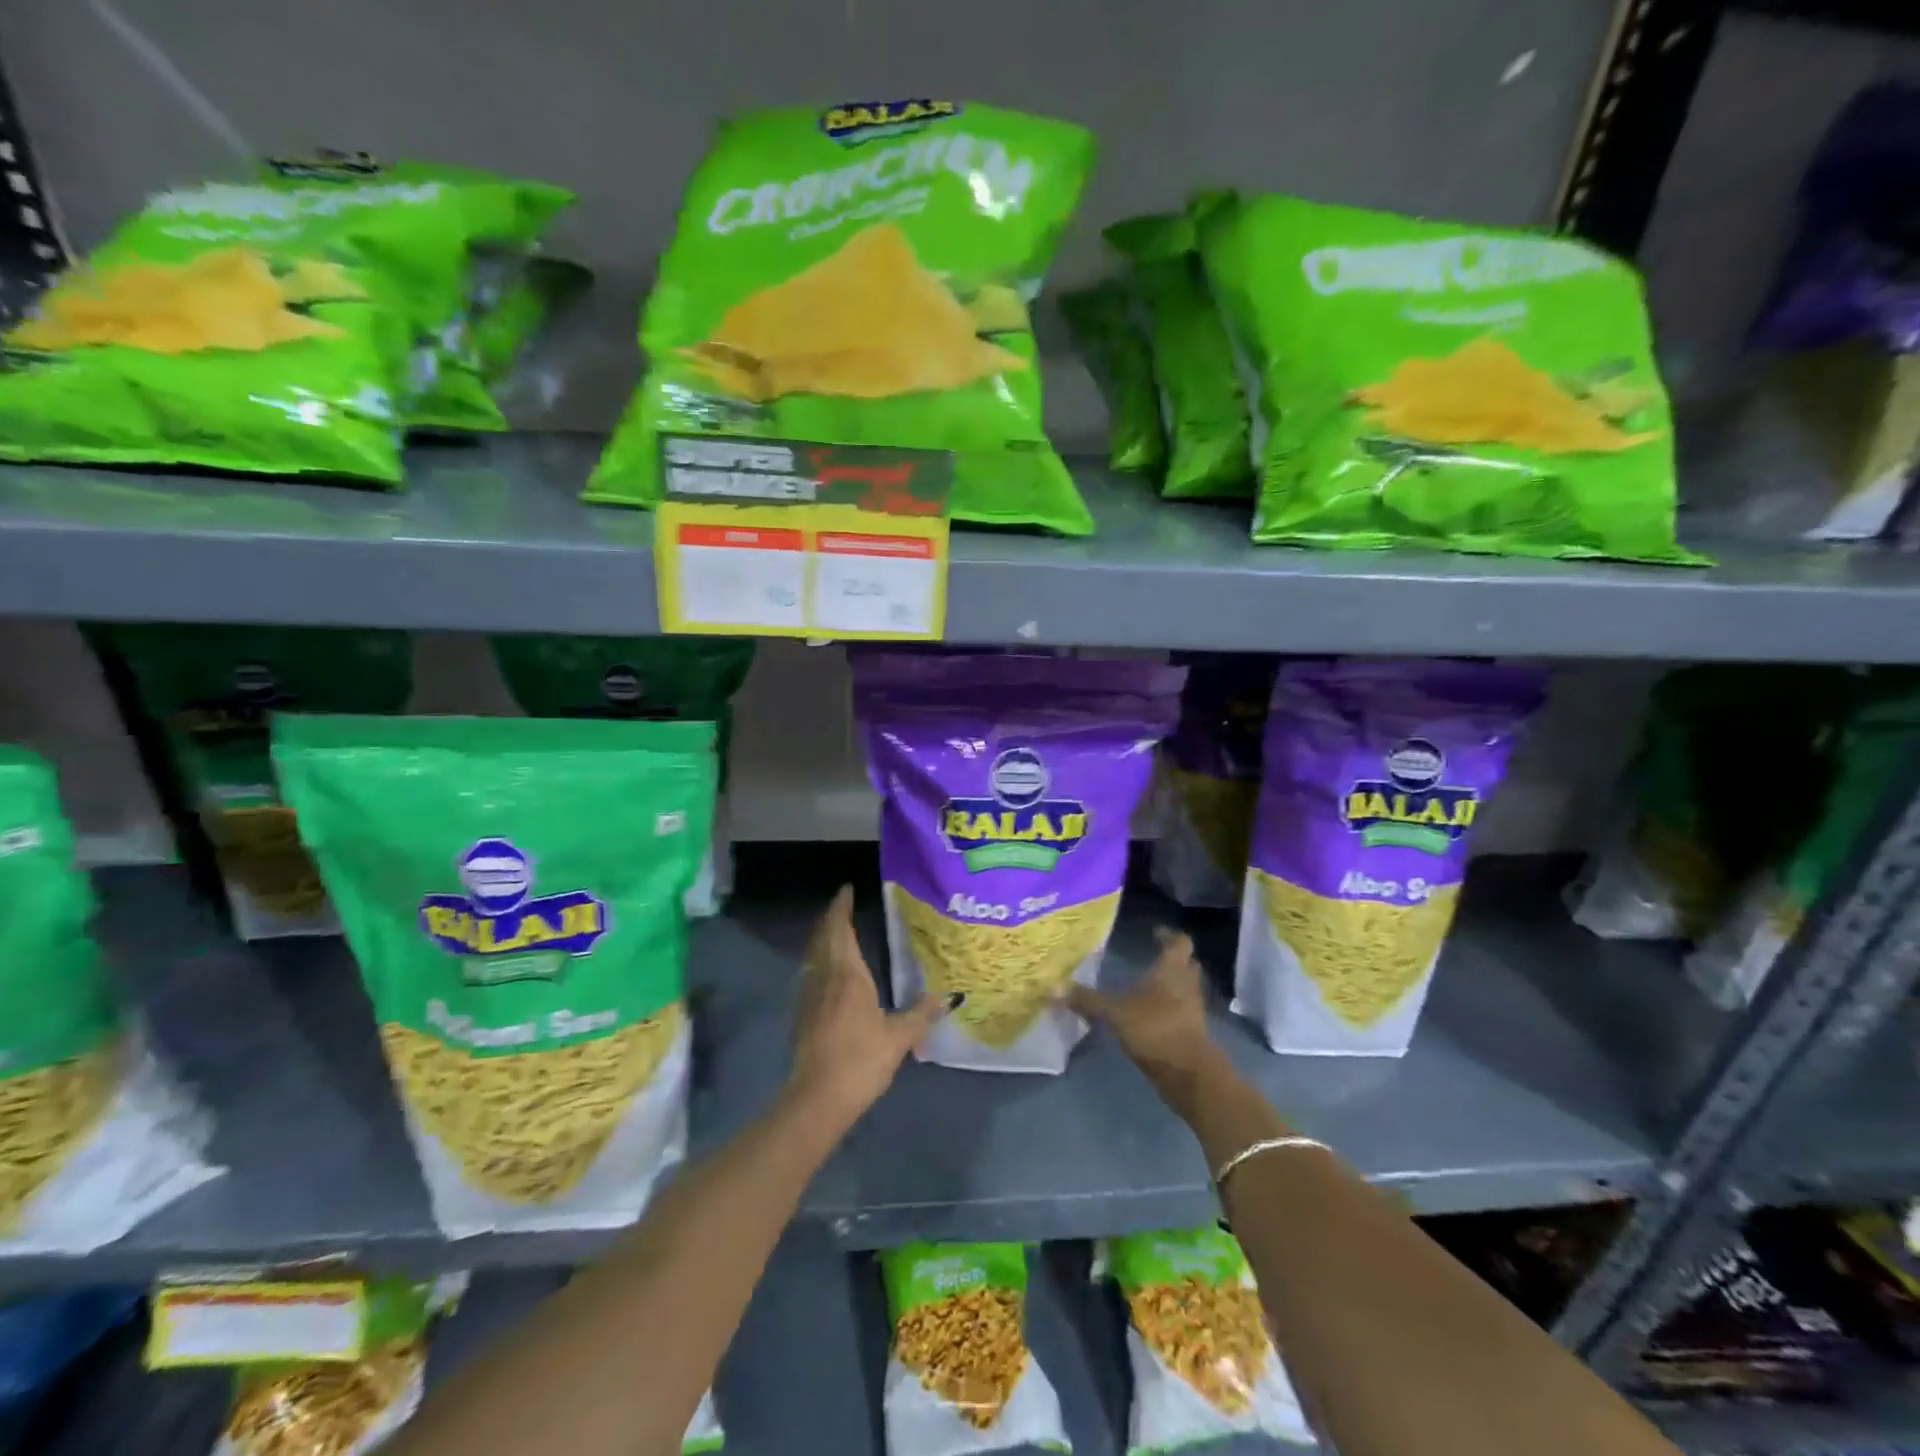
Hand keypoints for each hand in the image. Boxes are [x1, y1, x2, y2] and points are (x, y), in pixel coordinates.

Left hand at [788, 886, 948, 1130]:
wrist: (817, 1099)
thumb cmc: (860, 1060)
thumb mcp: (898, 1038)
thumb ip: (921, 1014)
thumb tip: (946, 997)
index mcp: (847, 975)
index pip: (839, 930)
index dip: (840, 908)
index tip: (846, 890)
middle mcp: (824, 978)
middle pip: (823, 938)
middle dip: (831, 919)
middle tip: (843, 905)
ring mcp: (809, 996)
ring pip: (814, 956)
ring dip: (823, 939)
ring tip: (837, 933)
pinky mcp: (803, 1015)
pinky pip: (812, 974)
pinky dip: (820, 961)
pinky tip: (830, 973)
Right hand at [1063, 928, 1225, 1112]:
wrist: (1190, 1075)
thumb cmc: (1156, 1030)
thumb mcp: (1115, 1014)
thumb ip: (1088, 1000)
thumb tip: (1054, 987)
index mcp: (1171, 970)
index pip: (1180, 943)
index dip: (1169, 935)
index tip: (1155, 932)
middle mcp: (1186, 985)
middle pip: (1186, 964)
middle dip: (1172, 959)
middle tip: (1151, 956)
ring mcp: (1193, 1010)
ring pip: (1185, 988)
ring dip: (1171, 984)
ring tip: (1146, 985)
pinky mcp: (1193, 1032)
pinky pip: (1182, 1010)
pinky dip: (1169, 1008)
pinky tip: (1149, 1014)